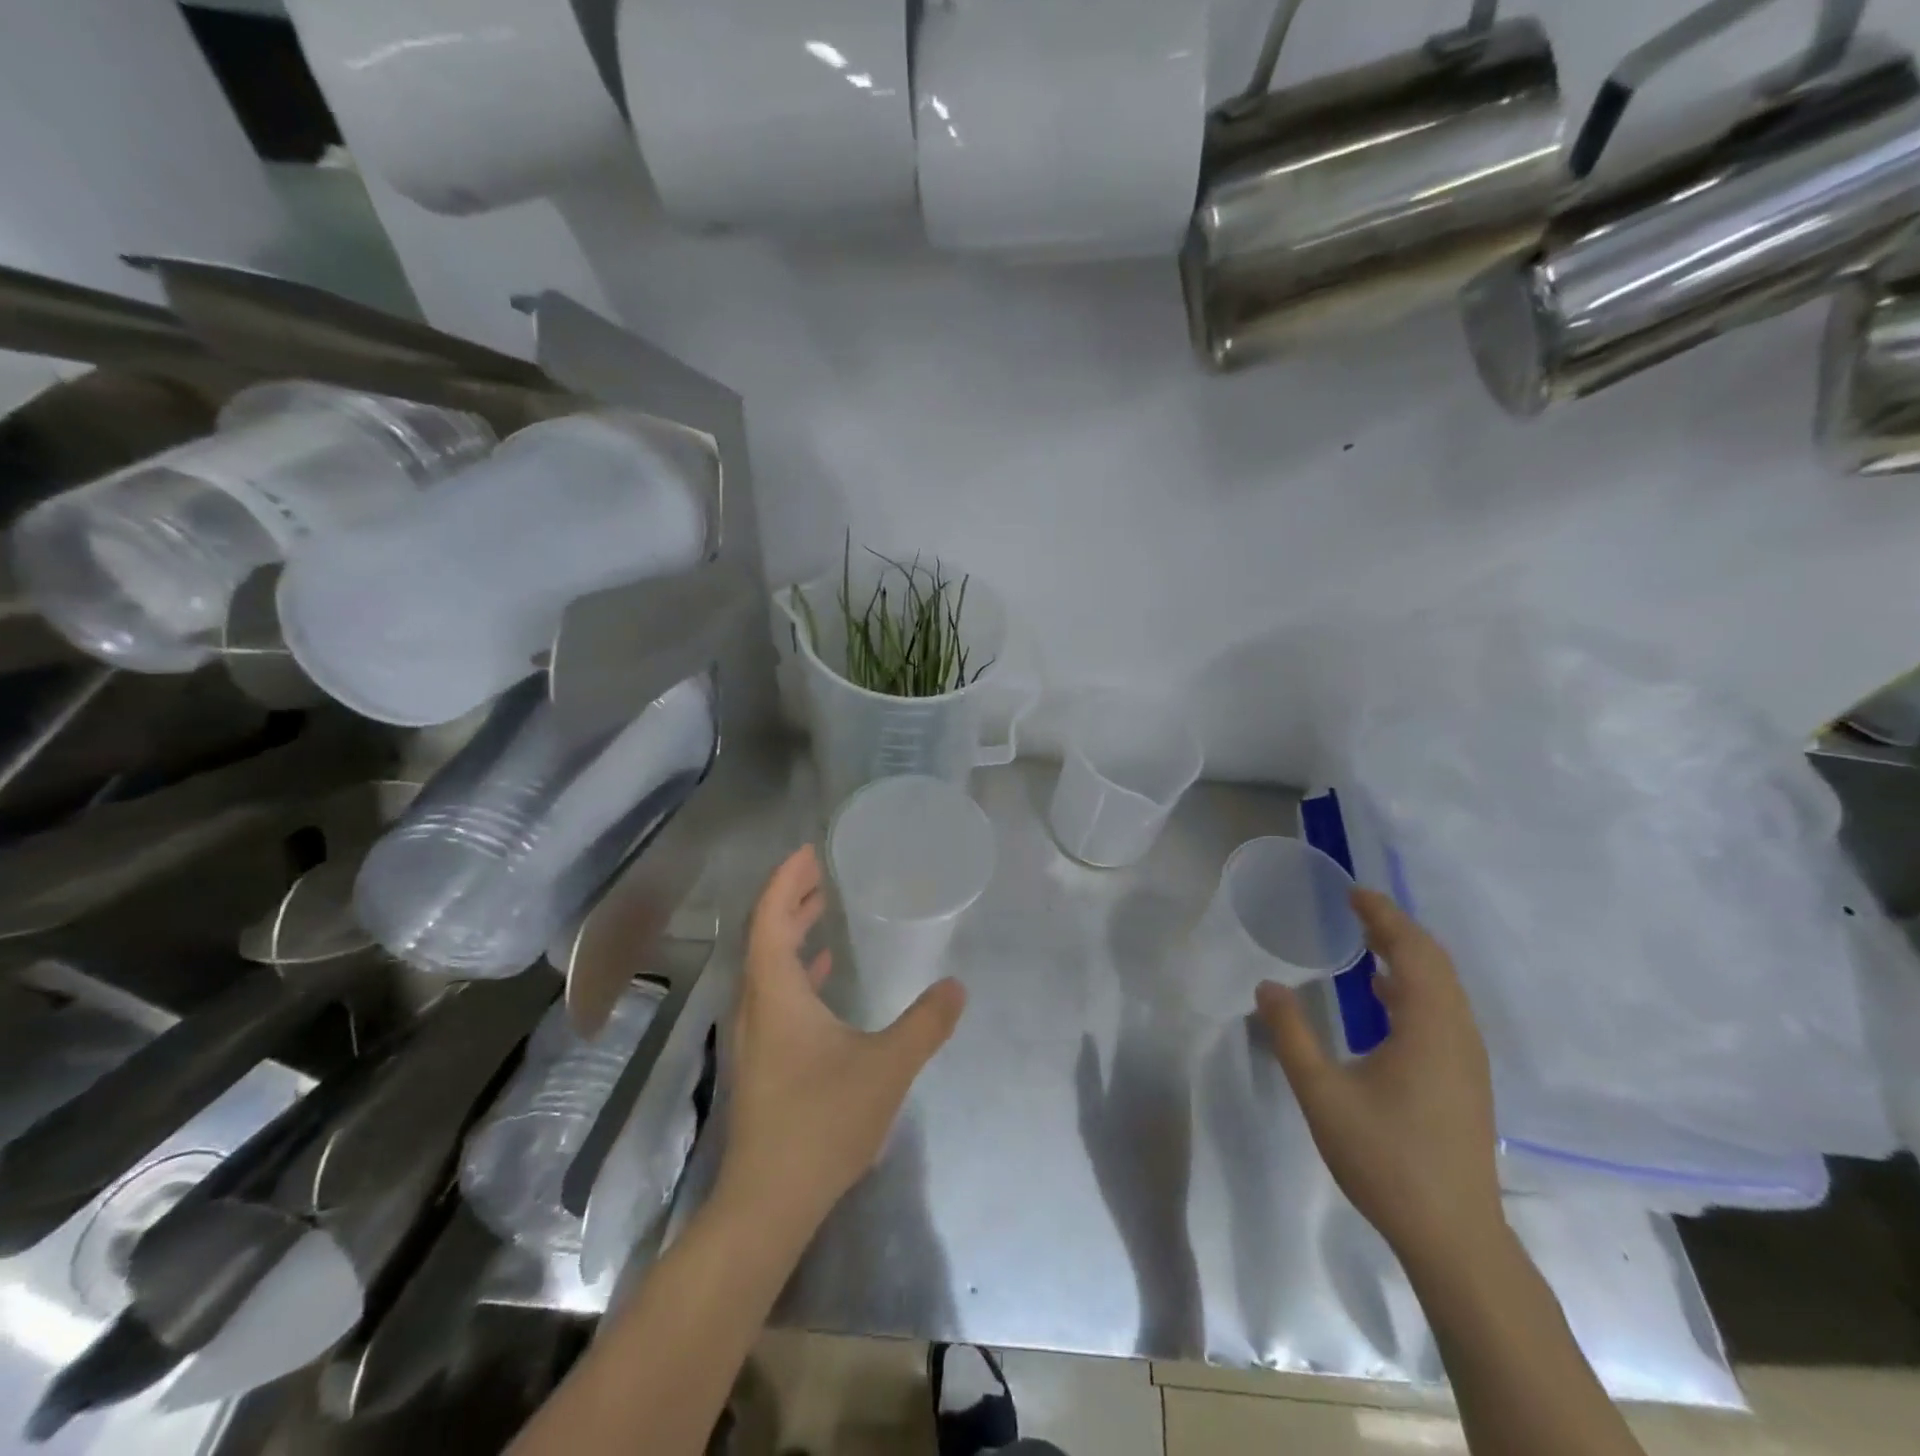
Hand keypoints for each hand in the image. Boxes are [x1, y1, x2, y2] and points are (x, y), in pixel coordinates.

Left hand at [716, 845, 965, 1233]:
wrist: (769, 1202)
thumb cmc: (823, 1122)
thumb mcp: (887, 1067)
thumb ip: (926, 1023)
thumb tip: (956, 987)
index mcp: (775, 993)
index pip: (771, 917)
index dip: (787, 879)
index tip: (809, 851)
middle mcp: (755, 1004)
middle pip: (765, 934)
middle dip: (791, 897)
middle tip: (822, 870)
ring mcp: (754, 1034)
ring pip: (767, 964)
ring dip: (792, 931)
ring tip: (823, 907)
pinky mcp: (761, 1058)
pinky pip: (774, 992)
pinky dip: (796, 968)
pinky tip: (823, 974)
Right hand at [1256, 889, 1504, 1272]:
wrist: (1455, 1237)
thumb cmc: (1386, 1159)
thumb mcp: (1322, 1094)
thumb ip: (1291, 1034)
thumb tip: (1267, 984)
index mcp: (1429, 1028)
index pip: (1412, 951)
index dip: (1384, 916)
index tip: (1353, 892)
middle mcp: (1457, 1034)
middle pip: (1435, 963)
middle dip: (1397, 929)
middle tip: (1356, 908)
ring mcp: (1467, 1059)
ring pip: (1444, 988)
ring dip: (1409, 956)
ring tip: (1367, 941)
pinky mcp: (1465, 1080)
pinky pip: (1444, 1011)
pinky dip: (1415, 986)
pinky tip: (1384, 997)